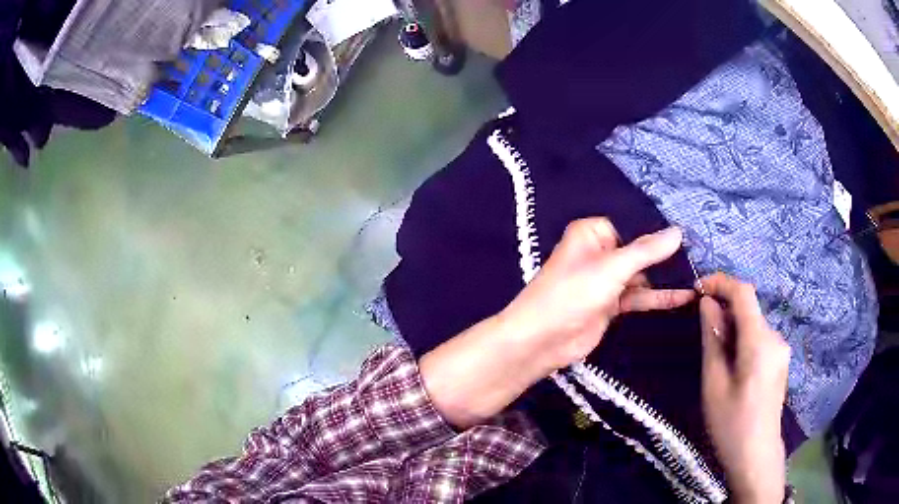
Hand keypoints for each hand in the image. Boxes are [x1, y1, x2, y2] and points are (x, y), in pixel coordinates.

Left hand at [500, 218, 694, 371]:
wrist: (543, 339)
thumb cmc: (573, 293)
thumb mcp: (612, 267)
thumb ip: (647, 251)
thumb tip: (678, 232)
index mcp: (592, 233)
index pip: (631, 224)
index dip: (656, 229)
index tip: (688, 231)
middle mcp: (600, 252)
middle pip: (639, 250)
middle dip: (666, 254)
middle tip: (700, 254)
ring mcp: (606, 280)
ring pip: (641, 274)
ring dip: (666, 277)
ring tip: (699, 274)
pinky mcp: (611, 304)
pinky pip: (639, 296)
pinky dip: (658, 297)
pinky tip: (684, 296)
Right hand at [699, 273, 789, 503]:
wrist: (756, 456)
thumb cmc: (730, 424)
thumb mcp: (714, 383)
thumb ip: (712, 339)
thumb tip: (707, 304)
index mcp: (760, 342)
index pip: (743, 292)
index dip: (720, 282)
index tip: (697, 288)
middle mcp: (775, 337)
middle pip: (749, 309)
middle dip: (724, 310)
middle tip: (700, 332)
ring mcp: (781, 349)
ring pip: (753, 324)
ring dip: (732, 328)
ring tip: (715, 357)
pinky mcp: (780, 360)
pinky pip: (759, 338)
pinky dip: (743, 340)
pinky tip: (732, 366)